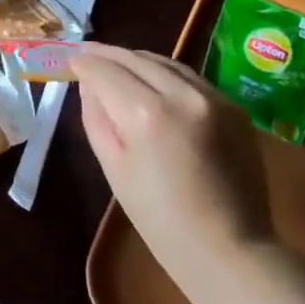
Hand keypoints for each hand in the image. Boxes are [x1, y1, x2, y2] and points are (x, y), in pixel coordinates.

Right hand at [68, 44, 273, 275]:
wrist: (229, 249)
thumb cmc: (160, 221)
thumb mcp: (114, 169)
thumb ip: (97, 118)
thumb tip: (89, 85)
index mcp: (147, 115)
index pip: (106, 72)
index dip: (84, 64)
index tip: (70, 61)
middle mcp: (183, 95)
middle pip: (137, 58)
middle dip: (108, 54)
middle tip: (87, 54)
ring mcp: (214, 97)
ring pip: (167, 62)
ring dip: (138, 60)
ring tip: (118, 64)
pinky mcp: (234, 107)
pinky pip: (192, 79)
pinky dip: (167, 75)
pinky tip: (155, 83)